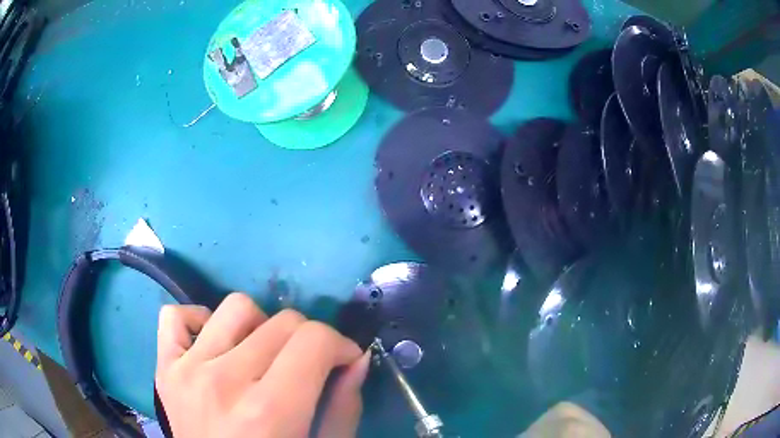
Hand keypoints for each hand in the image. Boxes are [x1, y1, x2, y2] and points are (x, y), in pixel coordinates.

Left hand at [156, 293, 368, 437]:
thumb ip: (344, 407)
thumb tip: (356, 357)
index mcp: (268, 412)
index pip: (314, 340)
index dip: (339, 345)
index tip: (342, 362)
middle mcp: (222, 383)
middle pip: (281, 322)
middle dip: (307, 340)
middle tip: (306, 367)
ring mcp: (185, 371)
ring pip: (235, 308)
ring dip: (259, 327)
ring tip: (260, 358)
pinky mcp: (163, 369)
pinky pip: (175, 316)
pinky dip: (199, 321)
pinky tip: (214, 347)